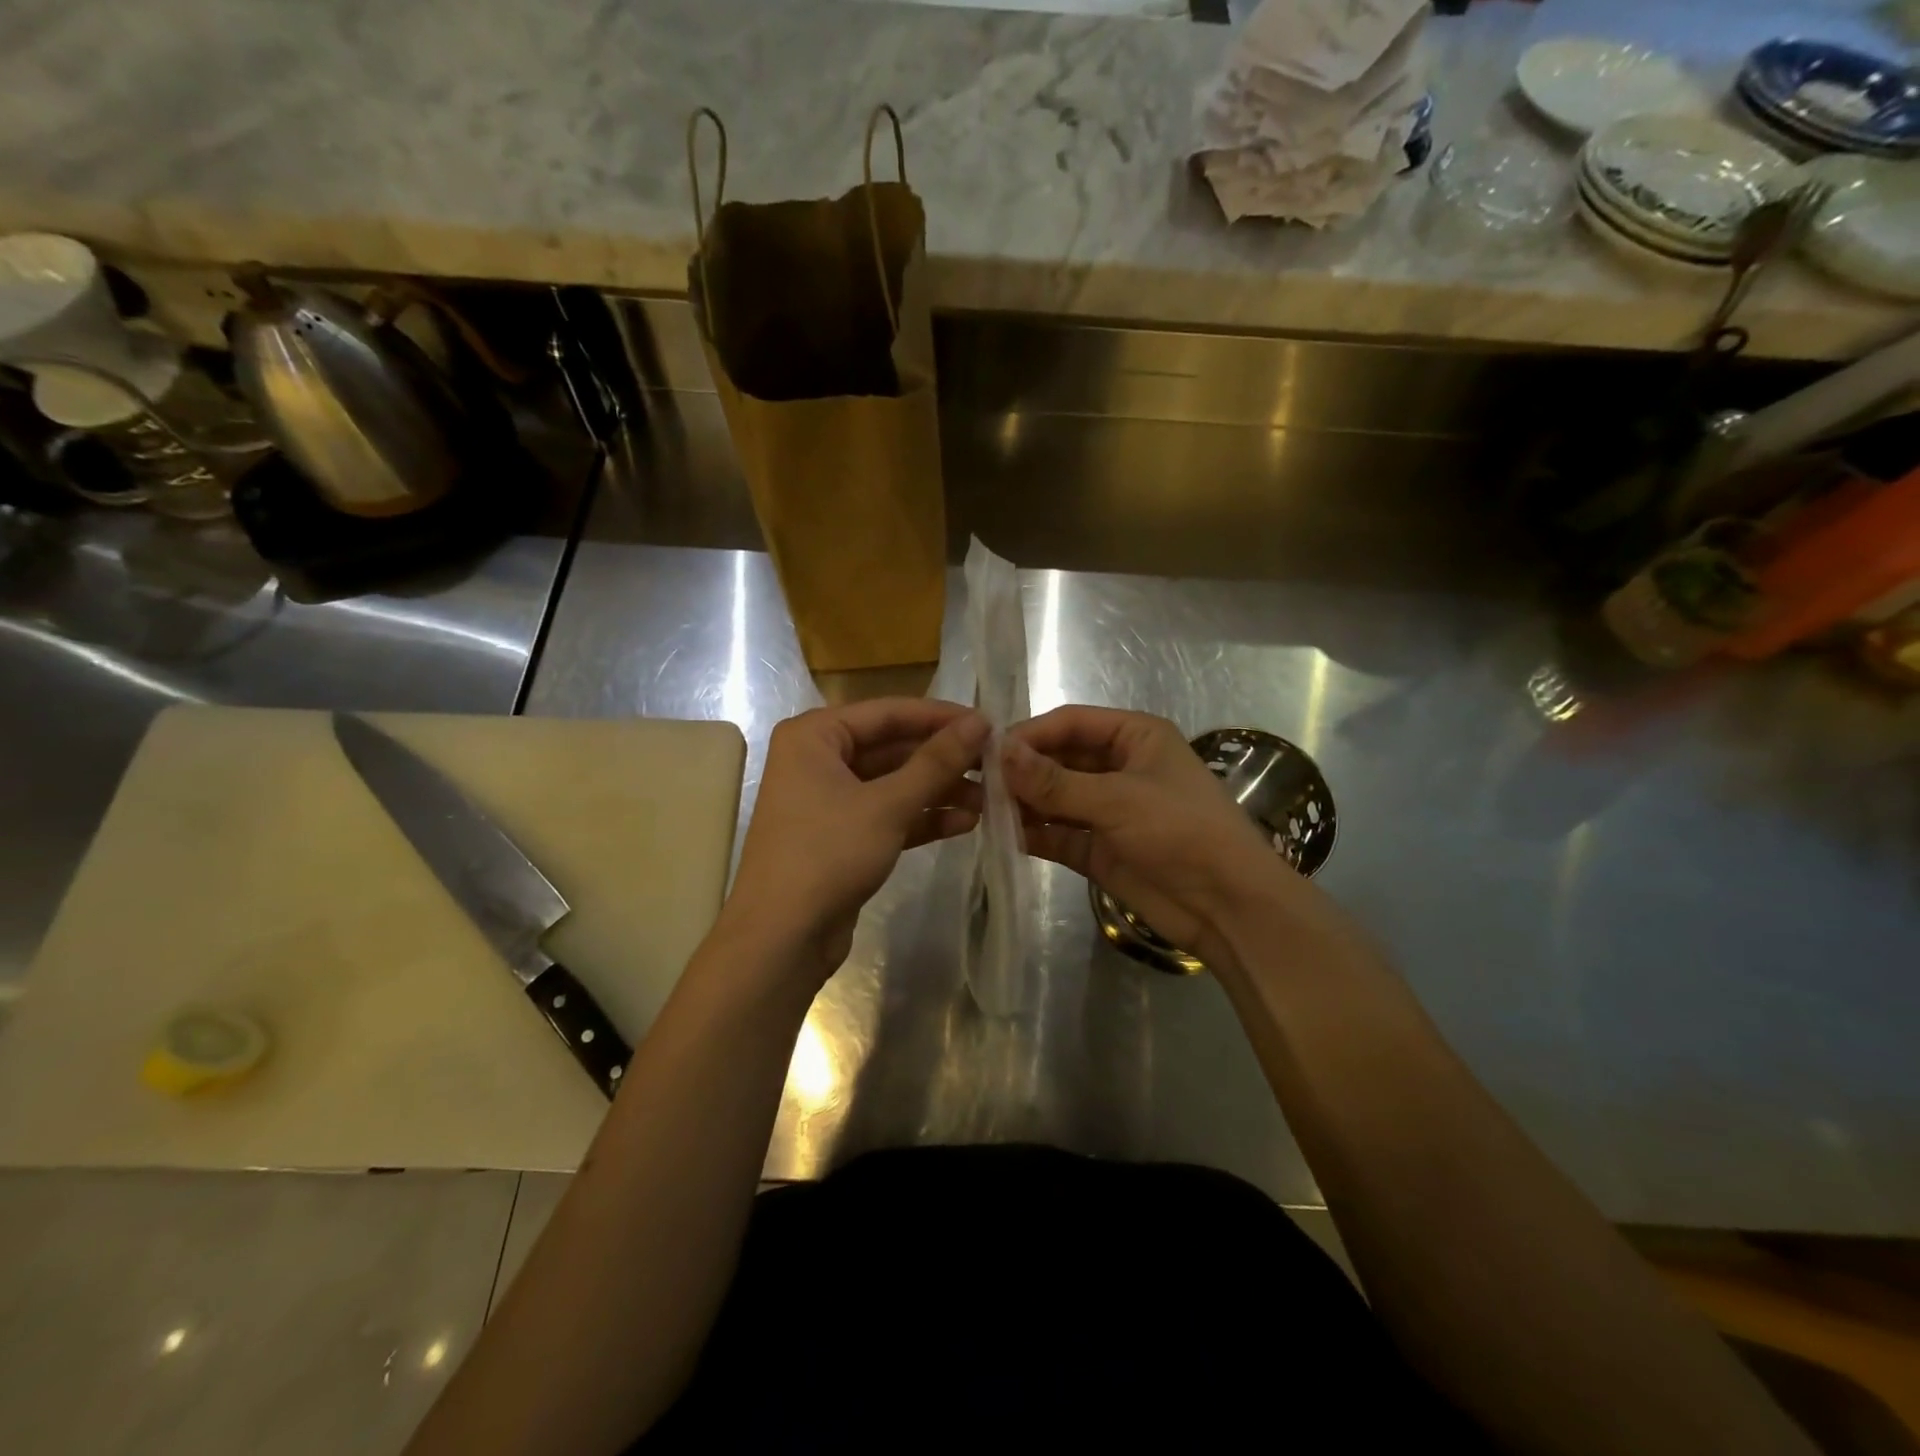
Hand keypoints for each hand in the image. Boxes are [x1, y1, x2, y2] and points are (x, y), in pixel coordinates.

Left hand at [719, 698, 987, 984]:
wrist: (782, 939)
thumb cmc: (828, 855)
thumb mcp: (888, 805)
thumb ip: (936, 762)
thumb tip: (980, 722)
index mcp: (815, 735)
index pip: (889, 712)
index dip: (941, 717)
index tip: (990, 723)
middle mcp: (818, 759)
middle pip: (893, 748)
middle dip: (943, 759)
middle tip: (995, 765)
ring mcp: (829, 799)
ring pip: (894, 783)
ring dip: (939, 791)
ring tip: (989, 798)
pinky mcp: (841, 836)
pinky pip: (888, 814)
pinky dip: (922, 818)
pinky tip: (965, 823)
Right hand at [1003, 706, 1293, 966]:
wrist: (1228, 907)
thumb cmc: (1181, 831)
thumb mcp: (1117, 799)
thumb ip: (1054, 781)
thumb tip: (999, 753)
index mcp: (1135, 737)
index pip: (1071, 722)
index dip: (1030, 734)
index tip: (988, 751)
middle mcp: (1119, 767)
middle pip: (1059, 759)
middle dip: (1023, 771)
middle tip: (977, 784)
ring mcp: (1108, 810)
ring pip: (1055, 798)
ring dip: (1024, 803)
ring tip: (982, 810)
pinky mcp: (1100, 849)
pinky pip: (1059, 834)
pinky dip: (1034, 834)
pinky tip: (1003, 837)